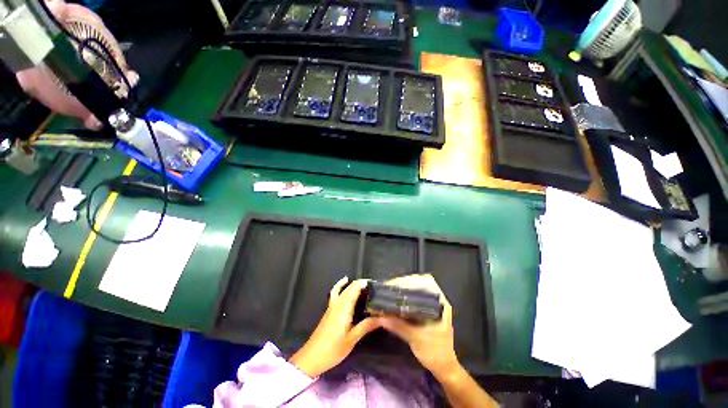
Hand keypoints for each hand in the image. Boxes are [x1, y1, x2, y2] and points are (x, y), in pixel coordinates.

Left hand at [289, 277, 379, 376]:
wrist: (312, 357)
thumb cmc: (333, 349)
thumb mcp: (352, 339)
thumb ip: (366, 326)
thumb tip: (382, 316)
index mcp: (341, 310)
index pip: (351, 291)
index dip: (362, 284)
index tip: (375, 282)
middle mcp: (334, 307)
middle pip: (344, 290)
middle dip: (355, 284)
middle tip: (371, 285)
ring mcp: (329, 312)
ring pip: (337, 293)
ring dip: (346, 287)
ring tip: (359, 286)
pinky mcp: (327, 317)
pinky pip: (335, 300)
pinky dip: (342, 294)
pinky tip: (349, 301)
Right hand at [378, 274, 459, 377]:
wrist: (443, 366)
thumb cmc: (434, 351)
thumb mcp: (415, 338)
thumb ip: (398, 326)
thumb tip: (379, 316)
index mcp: (440, 304)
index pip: (426, 282)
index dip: (409, 281)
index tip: (392, 285)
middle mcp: (438, 304)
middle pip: (420, 286)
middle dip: (402, 286)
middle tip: (386, 291)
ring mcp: (433, 311)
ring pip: (416, 296)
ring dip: (402, 295)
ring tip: (386, 297)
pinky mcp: (427, 318)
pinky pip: (414, 306)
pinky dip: (403, 304)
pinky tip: (392, 309)